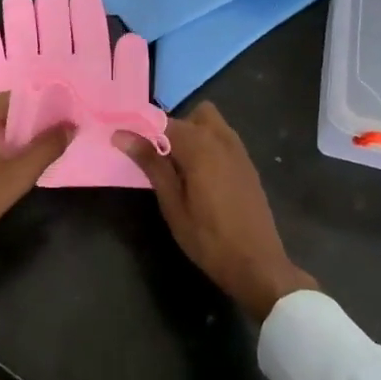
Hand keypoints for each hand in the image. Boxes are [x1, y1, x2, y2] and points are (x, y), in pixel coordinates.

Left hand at [0, 93, 71, 327]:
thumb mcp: (15, 177)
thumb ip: (46, 148)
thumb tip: (71, 126)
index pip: (21, 98)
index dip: (45, 113)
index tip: (64, 129)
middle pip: (3, 110)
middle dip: (27, 128)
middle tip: (50, 148)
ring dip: (7, 139)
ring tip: (29, 160)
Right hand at [119, 102, 315, 321]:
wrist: (258, 265)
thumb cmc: (208, 238)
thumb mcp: (172, 204)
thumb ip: (150, 164)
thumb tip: (122, 135)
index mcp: (200, 146)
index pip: (163, 121)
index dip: (142, 128)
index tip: (127, 141)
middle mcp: (222, 138)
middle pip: (193, 114)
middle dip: (173, 128)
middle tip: (160, 159)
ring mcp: (239, 150)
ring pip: (211, 124)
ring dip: (192, 135)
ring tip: (179, 170)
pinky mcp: (248, 164)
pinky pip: (223, 140)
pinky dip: (208, 146)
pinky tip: (201, 178)